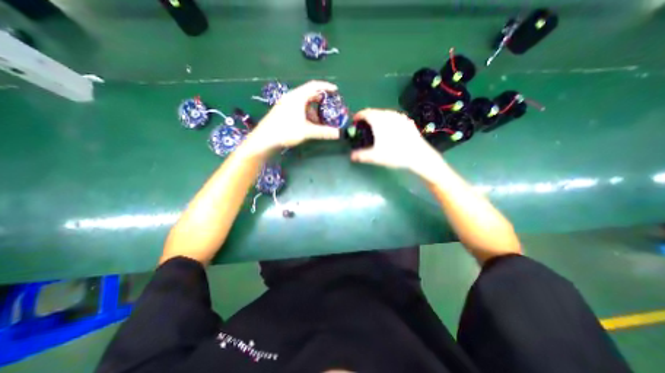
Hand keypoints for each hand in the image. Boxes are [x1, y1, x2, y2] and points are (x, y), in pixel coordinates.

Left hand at [244, 80, 340, 154]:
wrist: (264, 139)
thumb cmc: (285, 131)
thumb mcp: (307, 131)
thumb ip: (323, 132)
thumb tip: (338, 134)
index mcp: (297, 97)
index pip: (314, 85)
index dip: (326, 86)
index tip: (335, 90)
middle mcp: (291, 97)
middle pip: (309, 93)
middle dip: (320, 99)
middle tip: (329, 106)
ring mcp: (285, 104)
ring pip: (303, 102)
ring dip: (313, 108)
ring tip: (319, 118)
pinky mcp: (282, 111)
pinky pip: (298, 107)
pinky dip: (306, 112)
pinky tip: (308, 122)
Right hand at [350, 108, 442, 175]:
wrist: (418, 155)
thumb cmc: (394, 154)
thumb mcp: (375, 156)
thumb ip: (360, 155)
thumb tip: (351, 156)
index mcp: (379, 120)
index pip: (365, 112)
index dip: (358, 116)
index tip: (354, 121)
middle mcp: (388, 114)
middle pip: (374, 112)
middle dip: (367, 118)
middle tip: (363, 127)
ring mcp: (399, 117)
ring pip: (384, 114)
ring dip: (377, 118)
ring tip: (375, 128)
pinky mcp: (407, 121)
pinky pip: (393, 117)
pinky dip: (387, 121)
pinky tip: (389, 130)